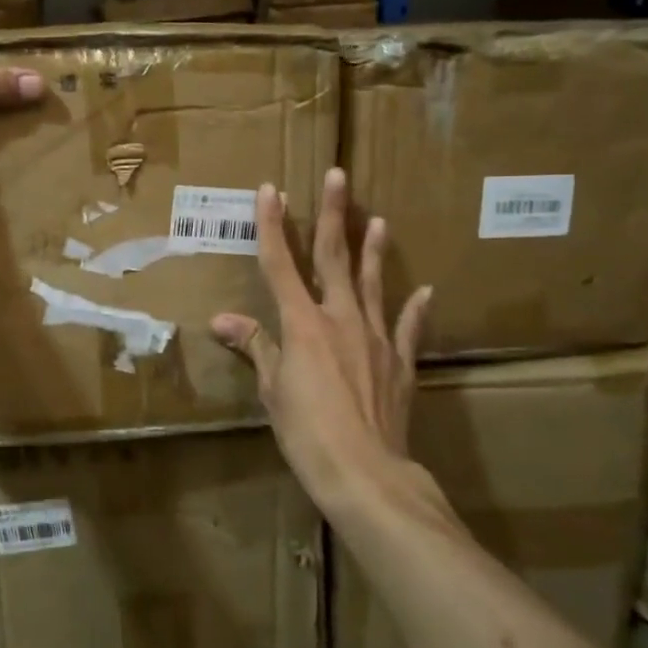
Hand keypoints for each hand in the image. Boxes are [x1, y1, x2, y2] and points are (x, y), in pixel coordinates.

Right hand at [211, 168, 441, 515]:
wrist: (365, 472)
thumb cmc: (307, 432)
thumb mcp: (272, 390)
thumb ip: (255, 346)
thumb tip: (222, 320)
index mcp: (302, 323)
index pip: (280, 264)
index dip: (271, 225)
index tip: (270, 189)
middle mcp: (340, 318)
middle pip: (334, 257)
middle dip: (332, 214)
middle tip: (338, 176)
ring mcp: (375, 337)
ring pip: (373, 283)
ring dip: (374, 249)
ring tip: (377, 219)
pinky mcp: (400, 362)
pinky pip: (407, 327)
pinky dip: (415, 308)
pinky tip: (425, 290)